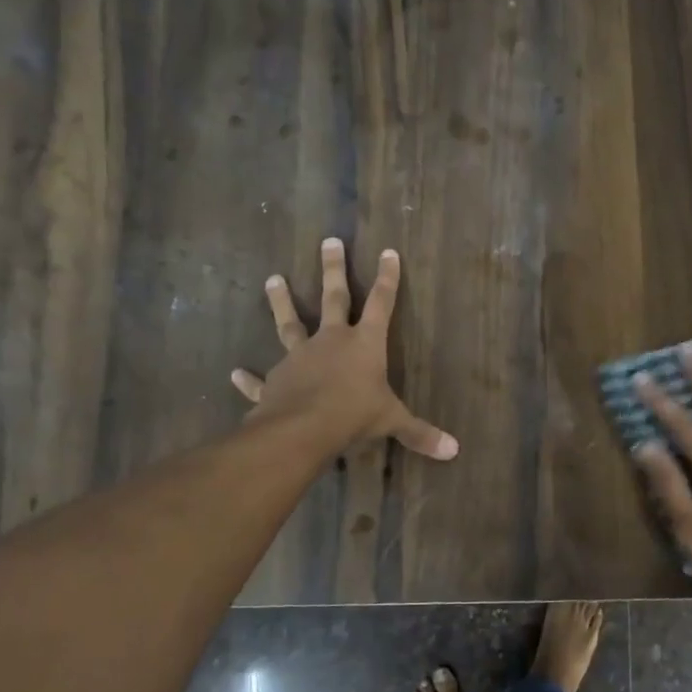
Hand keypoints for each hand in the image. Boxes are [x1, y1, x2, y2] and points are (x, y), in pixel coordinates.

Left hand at [230, 238, 458, 460]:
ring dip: (282, 302)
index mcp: (364, 344)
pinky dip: (249, 378)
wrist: (302, 428)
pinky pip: (260, 379)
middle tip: (328, 241)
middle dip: (333, 269)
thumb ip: (420, 433)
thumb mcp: (392, 422)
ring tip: (273, 279)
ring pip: (290, 324)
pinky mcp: (275, 380)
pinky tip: (236, 373)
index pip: (382, 304)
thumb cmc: (354, 415)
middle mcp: (331, 341)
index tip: (388, 252)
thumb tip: (454, 450)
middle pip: (334, 298)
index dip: (388, 279)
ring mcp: (299, 357)